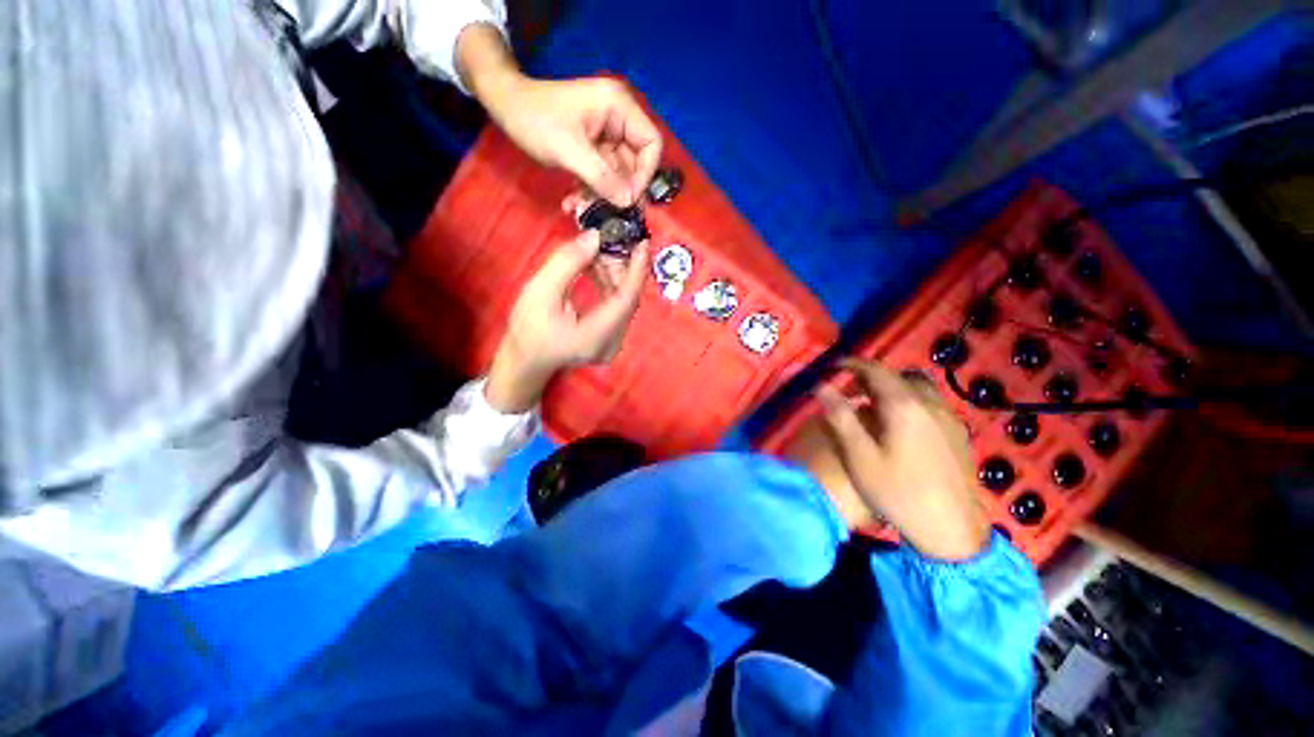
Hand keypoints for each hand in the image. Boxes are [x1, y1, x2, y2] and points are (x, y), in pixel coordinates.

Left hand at [458, 26, 661, 205]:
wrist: (505, 107)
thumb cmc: (535, 120)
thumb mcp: (569, 150)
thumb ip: (602, 178)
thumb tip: (628, 202)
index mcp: (619, 108)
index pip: (651, 144)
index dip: (645, 174)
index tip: (629, 198)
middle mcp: (619, 121)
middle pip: (636, 164)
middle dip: (620, 191)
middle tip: (606, 214)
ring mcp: (607, 137)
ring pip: (618, 175)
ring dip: (603, 196)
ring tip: (581, 209)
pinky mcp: (595, 150)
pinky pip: (603, 177)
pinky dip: (592, 191)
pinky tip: (575, 202)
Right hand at [485, 232, 648, 412]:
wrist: (525, 360)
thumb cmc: (528, 329)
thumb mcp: (540, 291)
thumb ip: (567, 263)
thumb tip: (595, 237)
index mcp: (596, 336)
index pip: (626, 300)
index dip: (637, 271)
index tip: (642, 243)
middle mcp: (612, 342)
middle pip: (626, 299)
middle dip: (622, 266)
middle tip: (612, 237)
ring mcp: (613, 343)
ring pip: (622, 301)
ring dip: (614, 273)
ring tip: (598, 248)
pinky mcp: (609, 338)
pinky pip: (616, 306)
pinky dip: (608, 284)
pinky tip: (597, 266)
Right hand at [817, 360, 990, 560]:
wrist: (952, 531)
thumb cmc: (898, 492)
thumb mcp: (859, 456)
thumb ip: (840, 416)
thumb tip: (820, 386)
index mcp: (904, 406)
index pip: (876, 371)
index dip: (852, 364)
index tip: (833, 365)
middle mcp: (931, 405)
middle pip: (901, 376)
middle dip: (874, 376)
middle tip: (853, 389)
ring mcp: (949, 419)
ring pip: (920, 389)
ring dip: (895, 388)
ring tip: (875, 406)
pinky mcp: (959, 435)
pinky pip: (932, 404)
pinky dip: (912, 402)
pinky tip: (902, 425)